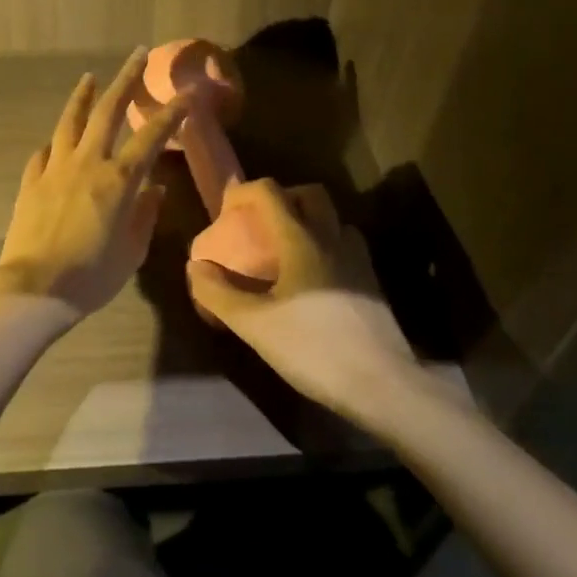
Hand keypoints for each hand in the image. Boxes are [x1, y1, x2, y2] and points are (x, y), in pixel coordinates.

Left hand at [0, 48, 189, 317]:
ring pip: (70, 122)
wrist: (35, 289)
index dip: (172, 112)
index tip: (187, 92)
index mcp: (118, 181)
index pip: (151, 137)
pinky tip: (56, 141)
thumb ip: (145, 216)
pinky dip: (55, 142)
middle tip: (137, 55)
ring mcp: (55, 169)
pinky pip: (44, 153)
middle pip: (107, 111)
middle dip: (125, 80)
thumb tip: (153, 189)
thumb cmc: (92, 276)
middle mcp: (87, 164)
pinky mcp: (31, 182)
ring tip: (89, 78)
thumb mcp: (132, 252)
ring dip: (82, 97)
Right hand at [187, 180, 418, 427]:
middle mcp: (333, 240)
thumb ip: (219, 293)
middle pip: (311, 195)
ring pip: (334, 221)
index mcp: (302, 241)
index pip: (272, 193)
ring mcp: (359, 262)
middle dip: (283, 197)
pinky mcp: (373, 286)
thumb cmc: (312, 347)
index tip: (226, 208)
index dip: (245, 191)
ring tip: (289, 250)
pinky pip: (347, 249)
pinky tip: (315, 281)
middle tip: (261, 222)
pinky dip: (327, 249)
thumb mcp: (254, 325)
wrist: (381, 384)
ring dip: (310, 222)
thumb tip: (196, 266)